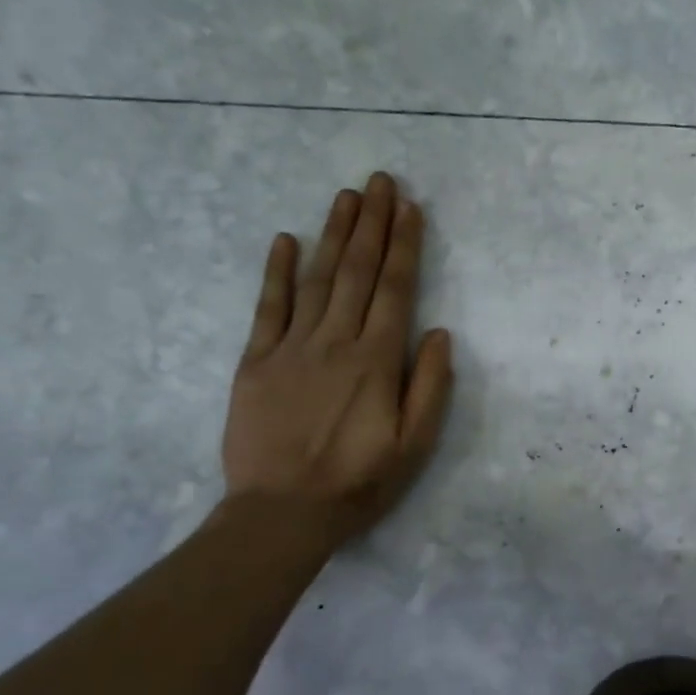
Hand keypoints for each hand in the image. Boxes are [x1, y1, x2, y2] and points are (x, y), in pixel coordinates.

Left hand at [220, 172, 453, 547]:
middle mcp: (336, 342)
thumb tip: (439, 333)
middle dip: (372, 223)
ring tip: (347, 197)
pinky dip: (277, 272)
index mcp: (376, 361)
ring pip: (318, 278)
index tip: (410, 208)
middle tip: (380, 181)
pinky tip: (285, 240)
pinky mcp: (256, 361)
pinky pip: (268, 307)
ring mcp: (291, 347)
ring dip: (334, 234)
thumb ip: (430, 386)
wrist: (282, 512)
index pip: (396, 290)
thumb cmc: (358, 481)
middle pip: (358, 272)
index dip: (404, 245)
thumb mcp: (414, 445)